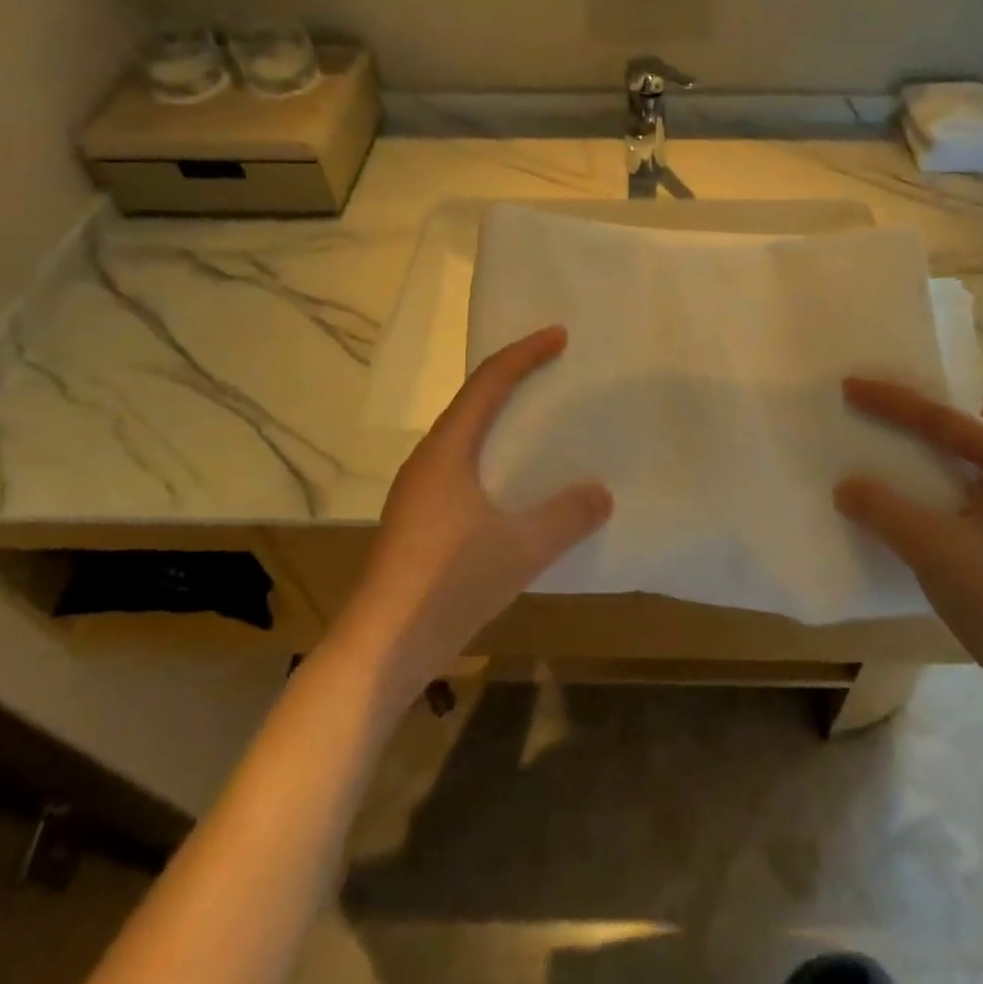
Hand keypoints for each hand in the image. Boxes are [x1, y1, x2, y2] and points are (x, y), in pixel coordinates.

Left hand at [338, 326, 611, 702]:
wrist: (382, 648)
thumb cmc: (448, 583)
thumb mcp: (520, 548)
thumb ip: (566, 516)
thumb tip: (600, 491)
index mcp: (446, 451)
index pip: (488, 384)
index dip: (524, 355)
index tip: (558, 336)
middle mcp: (428, 462)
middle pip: (472, 404)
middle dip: (511, 381)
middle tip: (551, 371)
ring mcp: (418, 495)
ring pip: (465, 440)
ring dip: (499, 422)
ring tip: (537, 423)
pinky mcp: (419, 524)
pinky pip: (463, 471)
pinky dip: (493, 460)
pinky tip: (515, 490)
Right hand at [834, 379, 982, 702]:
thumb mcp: (932, 548)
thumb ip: (882, 508)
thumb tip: (844, 485)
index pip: (950, 419)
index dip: (895, 400)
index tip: (851, 384)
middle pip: (979, 422)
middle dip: (934, 408)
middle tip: (890, 403)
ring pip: (980, 454)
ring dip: (940, 443)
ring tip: (898, 437)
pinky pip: (977, 483)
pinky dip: (945, 474)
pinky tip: (917, 489)